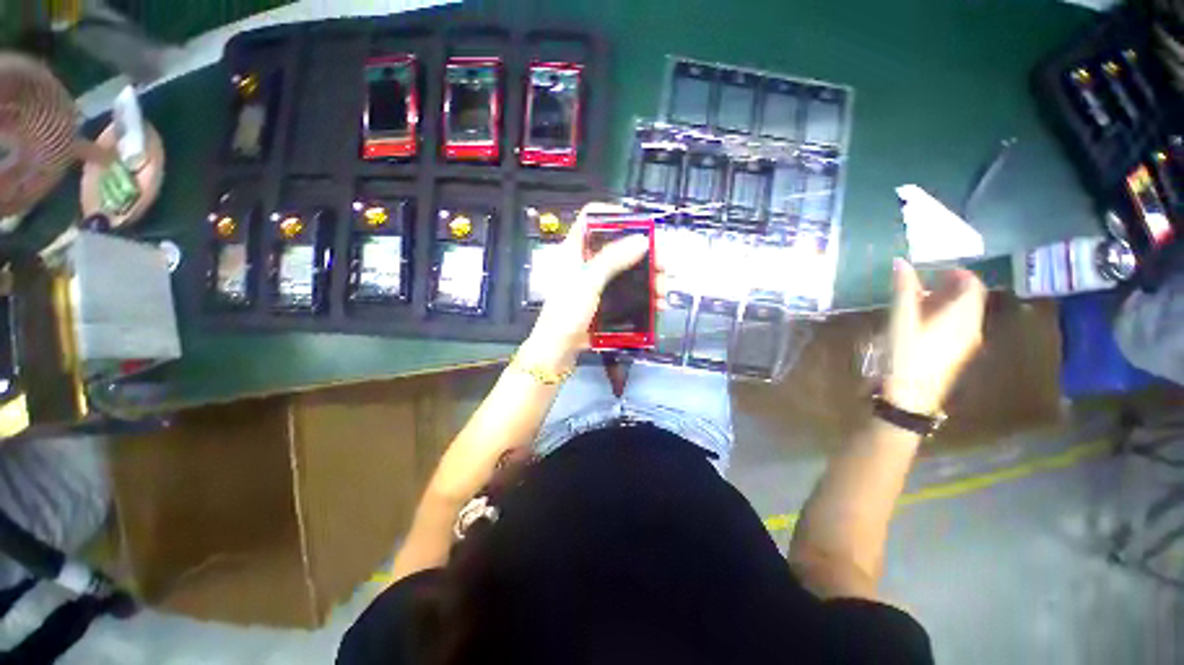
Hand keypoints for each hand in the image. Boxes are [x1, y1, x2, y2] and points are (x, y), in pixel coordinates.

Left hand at [518, 203, 649, 371]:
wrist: (558, 350)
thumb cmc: (566, 312)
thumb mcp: (587, 282)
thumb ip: (612, 259)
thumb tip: (642, 239)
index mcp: (575, 249)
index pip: (592, 217)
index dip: (614, 215)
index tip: (639, 224)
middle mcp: (587, 261)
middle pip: (619, 245)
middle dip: (644, 253)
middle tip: (663, 265)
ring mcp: (598, 283)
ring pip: (627, 271)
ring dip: (649, 278)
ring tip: (664, 291)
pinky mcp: (606, 301)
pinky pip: (628, 293)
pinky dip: (643, 296)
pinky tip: (657, 305)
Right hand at [883, 259, 986, 414]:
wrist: (911, 394)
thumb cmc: (905, 353)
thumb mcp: (901, 320)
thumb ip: (903, 290)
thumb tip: (902, 262)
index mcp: (961, 315)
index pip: (973, 285)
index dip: (958, 273)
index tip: (936, 269)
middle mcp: (971, 325)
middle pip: (971, 299)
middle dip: (951, 287)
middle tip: (926, 283)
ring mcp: (967, 341)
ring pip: (965, 313)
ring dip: (948, 302)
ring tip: (920, 302)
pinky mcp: (958, 352)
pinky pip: (960, 326)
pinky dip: (947, 317)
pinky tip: (924, 323)